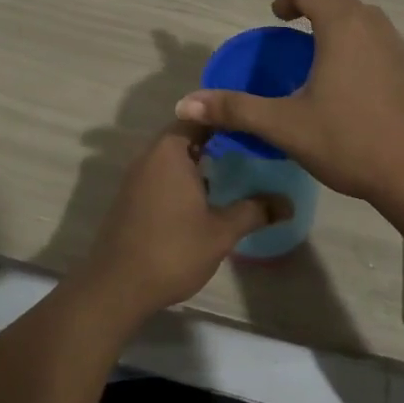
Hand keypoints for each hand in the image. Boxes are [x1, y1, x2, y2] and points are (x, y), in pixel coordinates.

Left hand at [77, 125, 279, 320]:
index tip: (254, 123)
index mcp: (170, 150)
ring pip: (175, 155)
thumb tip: (287, 203)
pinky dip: (184, 176)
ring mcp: (137, 176)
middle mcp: (150, 155)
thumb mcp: (221, 232)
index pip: (201, 115)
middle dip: (218, 140)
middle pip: (188, 133)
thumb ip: (254, 211)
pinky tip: (206, 197)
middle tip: (252, 148)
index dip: (227, 116)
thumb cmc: (172, 250)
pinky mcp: (132, 196)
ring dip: (201, 160)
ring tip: (236, 171)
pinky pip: (163, 173)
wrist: (116, 287)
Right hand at [174, 0, 403, 214]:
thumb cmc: (352, 142)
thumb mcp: (286, 126)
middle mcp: (372, 25)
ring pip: (358, 13)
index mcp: (342, 27)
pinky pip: (374, 33)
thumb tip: (185, 102)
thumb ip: (236, 109)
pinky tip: (343, 65)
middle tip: (278, 11)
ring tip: (308, 34)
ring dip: (330, 12)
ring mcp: (397, 45)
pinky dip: (350, 31)